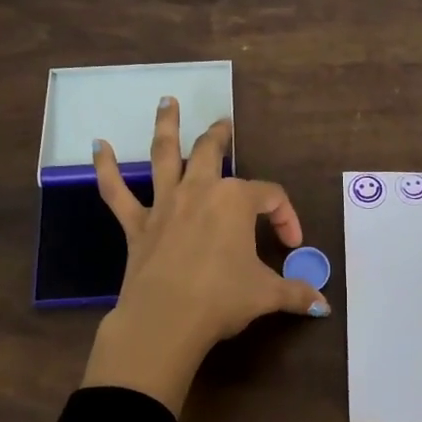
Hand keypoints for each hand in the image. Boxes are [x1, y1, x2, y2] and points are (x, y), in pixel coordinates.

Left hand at [79, 97, 329, 413]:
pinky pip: (116, 191)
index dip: (286, 217)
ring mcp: (165, 204)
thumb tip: (324, 307)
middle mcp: (199, 191)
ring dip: (166, 126)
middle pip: (211, 152)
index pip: (270, 197)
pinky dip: (105, 167)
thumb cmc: (223, 299)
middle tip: (224, 123)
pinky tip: (98, 145)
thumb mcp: (267, 295)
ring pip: (164, 155)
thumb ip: (296, 294)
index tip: (292, 244)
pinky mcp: (137, 224)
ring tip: (167, 102)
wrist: (166, 319)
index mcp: (236, 201)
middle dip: (220, 136)